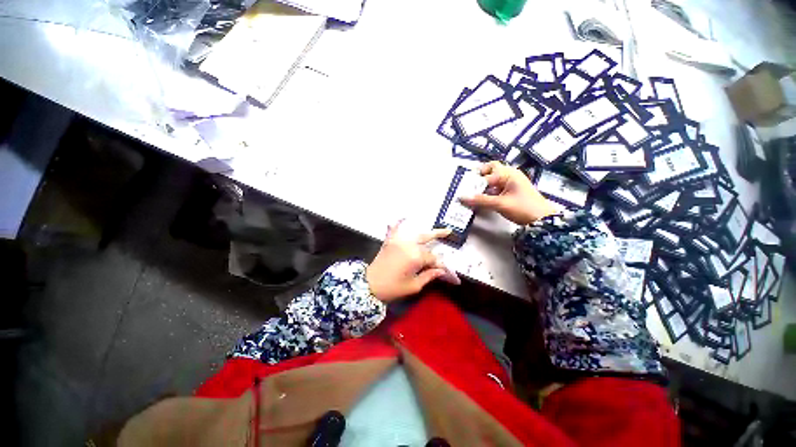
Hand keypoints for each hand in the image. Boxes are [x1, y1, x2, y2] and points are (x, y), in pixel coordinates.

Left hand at [366, 221, 458, 302]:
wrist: (368, 285)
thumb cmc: (392, 288)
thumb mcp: (413, 286)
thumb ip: (429, 276)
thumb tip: (441, 271)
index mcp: (415, 257)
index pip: (433, 258)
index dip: (441, 266)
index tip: (450, 274)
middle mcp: (408, 245)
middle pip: (426, 240)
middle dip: (438, 235)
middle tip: (449, 231)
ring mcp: (398, 241)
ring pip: (415, 234)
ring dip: (425, 231)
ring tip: (433, 227)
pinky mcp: (389, 242)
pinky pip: (394, 229)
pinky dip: (398, 223)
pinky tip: (402, 217)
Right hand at [460, 161, 556, 224]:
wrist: (543, 220)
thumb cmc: (523, 208)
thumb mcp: (500, 204)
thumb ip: (480, 200)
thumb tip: (461, 197)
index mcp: (508, 174)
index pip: (486, 173)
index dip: (474, 180)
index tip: (463, 188)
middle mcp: (510, 175)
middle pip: (491, 169)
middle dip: (479, 176)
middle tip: (469, 186)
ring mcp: (511, 183)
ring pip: (493, 179)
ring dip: (483, 185)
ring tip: (472, 194)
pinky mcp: (511, 191)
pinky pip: (497, 187)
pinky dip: (488, 191)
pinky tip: (482, 199)